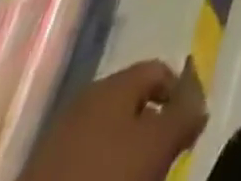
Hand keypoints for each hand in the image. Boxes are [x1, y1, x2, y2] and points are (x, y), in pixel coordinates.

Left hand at [17, 61, 206, 180]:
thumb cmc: (107, 176)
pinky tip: (107, 180)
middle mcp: (87, 99)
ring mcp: (60, 135)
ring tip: (139, 175)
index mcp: (113, 84)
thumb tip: (198, 102)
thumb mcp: (159, 143)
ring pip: (109, 132)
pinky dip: (102, 167)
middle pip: (134, 102)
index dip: (180, 94)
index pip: (159, 70)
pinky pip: (87, 157)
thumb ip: (185, 114)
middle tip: (164, 158)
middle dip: (154, 126)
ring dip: (128, 150)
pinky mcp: (41, 171)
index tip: (189, 130)